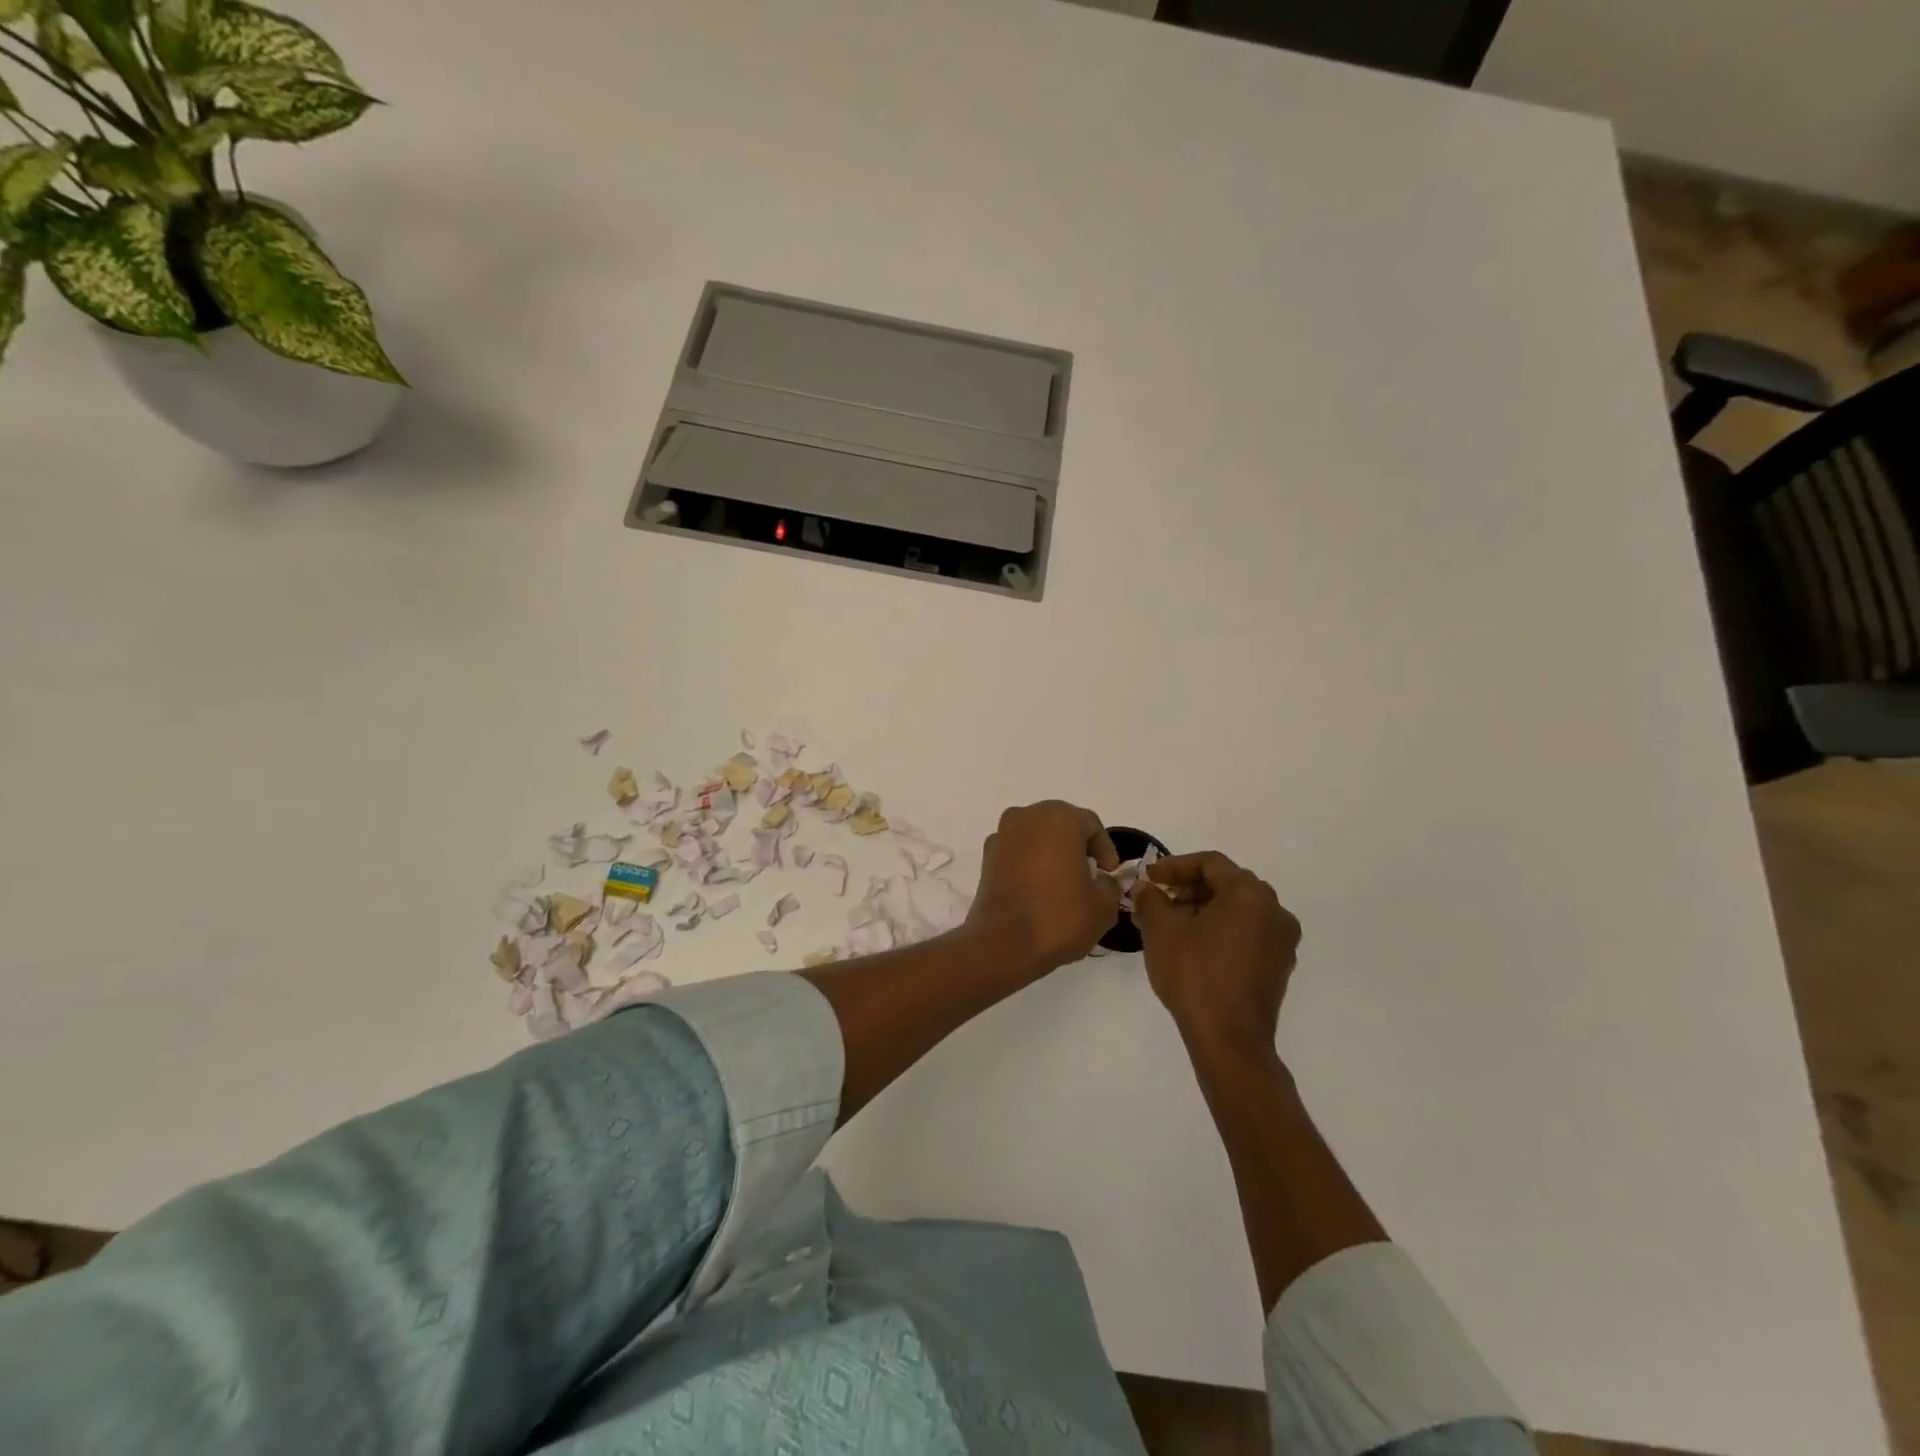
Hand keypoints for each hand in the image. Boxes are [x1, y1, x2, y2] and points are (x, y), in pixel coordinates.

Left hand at [965, 801, 1122, 974]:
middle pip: (1060, 825)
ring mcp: (1002, 835)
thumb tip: (1103, 881)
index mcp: (1059, 818)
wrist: (1003, 944)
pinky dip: (1029, 864)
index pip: (1091, 825)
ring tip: (1062, 884)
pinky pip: (1017, 853)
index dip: (1105, 849)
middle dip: (1077, 847)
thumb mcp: (1103, 906)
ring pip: (1036, 837)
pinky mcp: (986, 857)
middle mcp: (1027, 816)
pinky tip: (1037, 890)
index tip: (1109, 874)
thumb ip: (1110, 885)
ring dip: (1051, 853)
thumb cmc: (1059, 917)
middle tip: (1089, 875)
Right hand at [1132, 851, 1300, 1061]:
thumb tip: (1146, 888)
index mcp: (1250, 894)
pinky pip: (1248, 933)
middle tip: (1159, 900)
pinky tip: (1194, 947)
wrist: (1229, 1040)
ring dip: (1204, 909)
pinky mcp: (1279, 966)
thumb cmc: (1195, 974)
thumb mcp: (1161, 930)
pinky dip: (1221, 930)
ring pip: (1238, 910)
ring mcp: (1282, 941)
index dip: (1175, 866)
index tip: (1149, 877)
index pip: (1210, 864)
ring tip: (1171, 925)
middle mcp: (1275, 911)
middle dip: (1189, 888)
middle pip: (1227, 884)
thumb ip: (1151, 899)